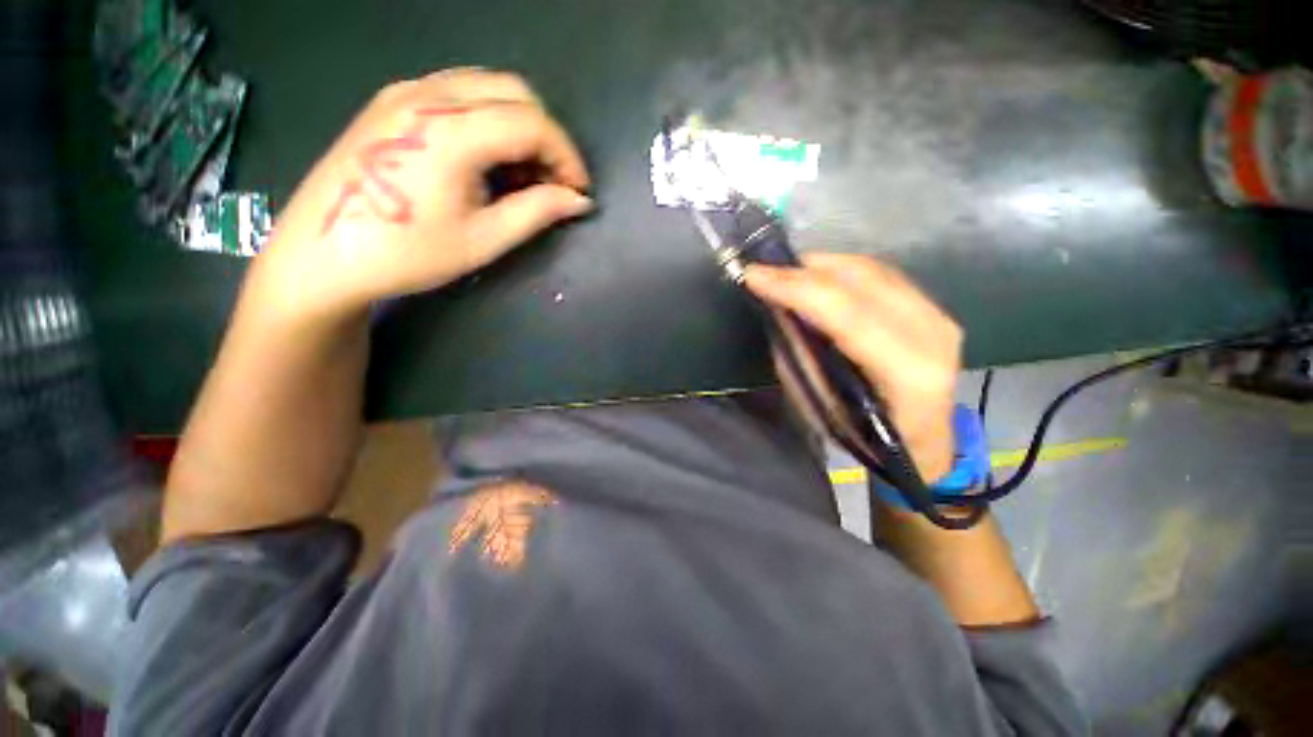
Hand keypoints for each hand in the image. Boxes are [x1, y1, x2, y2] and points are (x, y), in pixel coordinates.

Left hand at [247, 68, 592, 324]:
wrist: (321, 254)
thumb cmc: (406, 253)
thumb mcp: (482, 240)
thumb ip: (536, 212)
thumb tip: (578, 201)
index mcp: (451, 132)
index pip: (532, 124)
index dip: (566, 156)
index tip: (579, 190)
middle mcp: (428, 95)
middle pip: (514, 92)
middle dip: (547, 136)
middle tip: (554, 181)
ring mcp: (405, 92)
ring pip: (486, 87)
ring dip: (519, 125)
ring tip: (524, 174)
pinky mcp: (393, 102)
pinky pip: (459, 93)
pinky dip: (489, 118)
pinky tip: (488, 158)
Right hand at [744, 254, 961, 480]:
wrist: (920, 441)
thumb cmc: (863, 436)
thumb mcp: (819, 403)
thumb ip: (800, 353)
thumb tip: (779, 309)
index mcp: (906, 371)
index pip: (845, 312)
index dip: (795, 288)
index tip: (753, 276)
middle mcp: (931, 335)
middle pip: (860, 280)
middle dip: (804, 271)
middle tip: (765, 272)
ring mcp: (939, 316)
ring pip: (870, 270)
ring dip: (821, 267)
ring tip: (785, 274)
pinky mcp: (934, 309)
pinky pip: (880, 274)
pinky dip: (842, 271)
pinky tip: (817, 278)